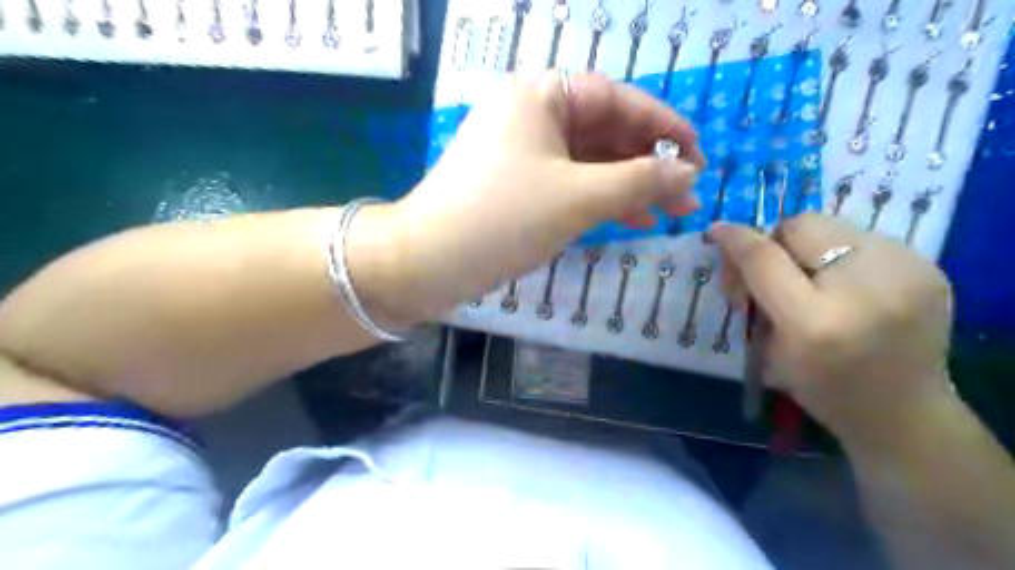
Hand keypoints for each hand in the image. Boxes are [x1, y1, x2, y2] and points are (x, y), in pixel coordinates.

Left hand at [356, 72, 706, 321]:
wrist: (428, 263)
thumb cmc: (504, 218)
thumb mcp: (579, 197)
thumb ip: (639, 180)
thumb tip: (688, 173)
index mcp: (540, 96)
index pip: (617, 99)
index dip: (662, 125)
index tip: (699, 154)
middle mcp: (532, 116)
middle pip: (605, 132)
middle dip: (649, 164)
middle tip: (688, 196)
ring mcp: (524, 154)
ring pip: (590, 163)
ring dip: (631, 186)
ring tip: (672, 212)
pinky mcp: (519, 187)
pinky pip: (571, 184)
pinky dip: (602, 200)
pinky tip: (634, 219)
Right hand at [707, 214, 957, 444]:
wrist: (905, 414)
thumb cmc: (823, 390)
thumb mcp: (769, 351)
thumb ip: (752, 296)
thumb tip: (739, 251)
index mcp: (814, 321)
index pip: (764, 259)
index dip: (735, 239)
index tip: (717, 231)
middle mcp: (863, 288)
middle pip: (801, 226)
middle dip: (775, 242)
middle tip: (769, 270)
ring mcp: (904, 272)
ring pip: (832, 225)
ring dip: (807, 246)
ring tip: (810, 277)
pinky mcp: (927, 267)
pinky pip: (863, 238)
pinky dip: (840, 254)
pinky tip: (844, 283)